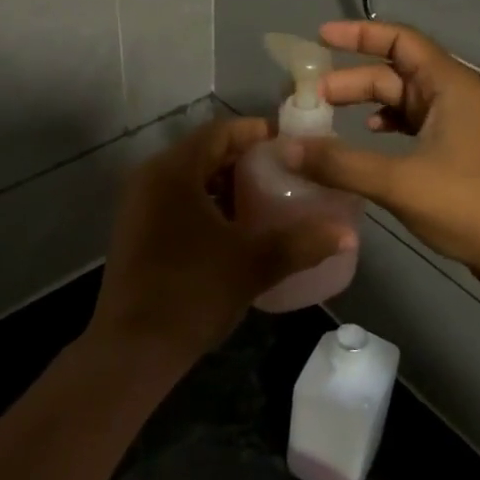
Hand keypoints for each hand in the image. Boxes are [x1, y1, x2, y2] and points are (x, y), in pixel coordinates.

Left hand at [89, 117, 353, 369]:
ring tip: (265, 198)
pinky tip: (233, 228)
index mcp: (174, 171)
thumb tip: (347, 234)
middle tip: (284, 171)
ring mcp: (138, 203)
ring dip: (224, 183)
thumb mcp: (252, 265)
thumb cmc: (192, 292)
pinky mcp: (135, 229)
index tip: (289, 144)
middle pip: (203, 152)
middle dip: (243, 159)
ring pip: (189, 178)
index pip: (219, 132)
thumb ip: (301, 243)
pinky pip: (175, 199)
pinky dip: (205, 202)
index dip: (255, 133)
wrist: (132, 347)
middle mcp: (150, 176)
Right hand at [280, 21, 479, 279]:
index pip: (399, 39)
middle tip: (306, 97)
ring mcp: (455, 124)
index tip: (319, 38)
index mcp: (447, 85)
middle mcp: (452, 95)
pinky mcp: (454, 152)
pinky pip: (409, 125)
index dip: (358, 34)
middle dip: (348, 81)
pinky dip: (382, 126)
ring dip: (362, 104)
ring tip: (324, 118)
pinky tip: (363, 141)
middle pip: (391, 73)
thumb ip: (339, 163)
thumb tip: (286, 148)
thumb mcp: (398, 181)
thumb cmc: (469, 204)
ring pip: (398, 101)